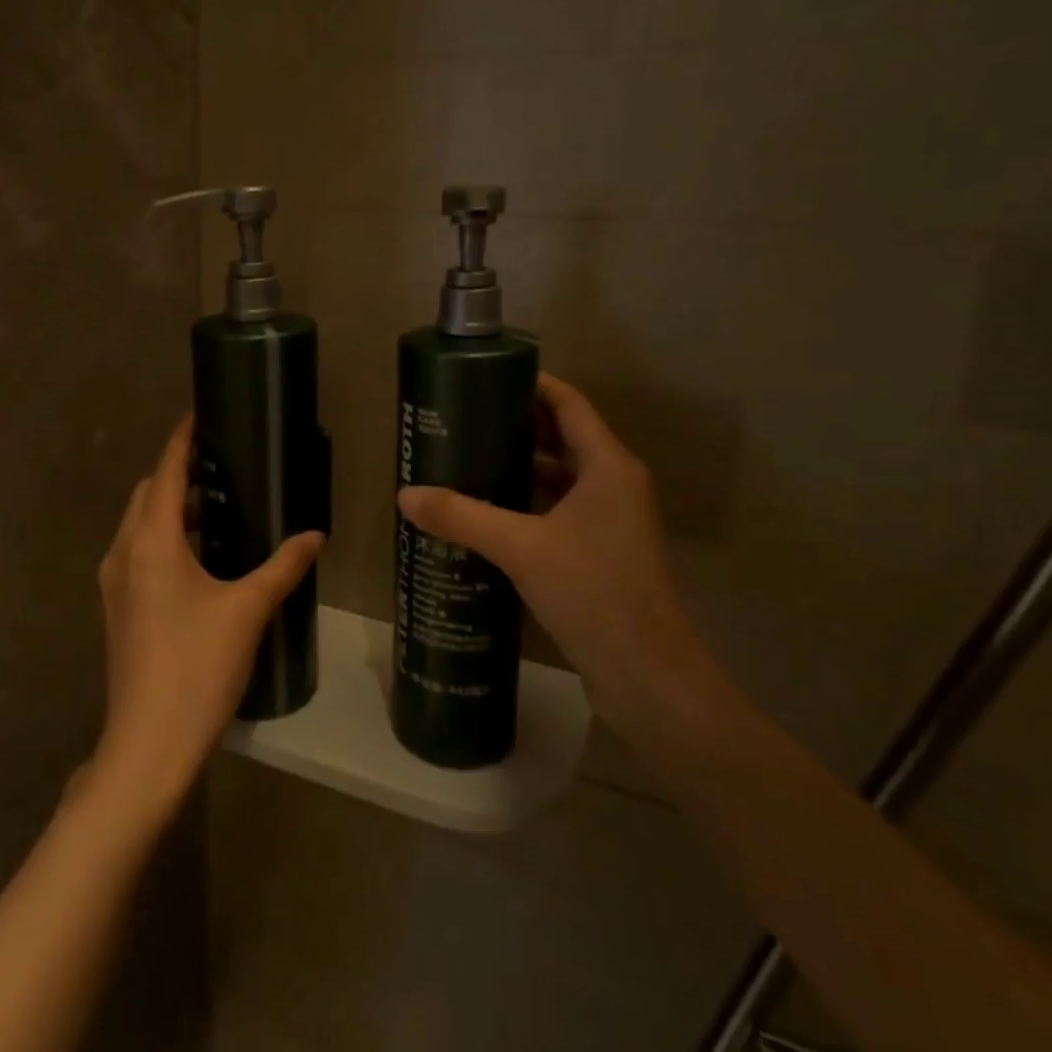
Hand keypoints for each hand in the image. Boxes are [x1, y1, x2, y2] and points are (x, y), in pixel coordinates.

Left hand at [92, 416, 323, 820]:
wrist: (148, 744)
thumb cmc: (198, 668)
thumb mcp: (248, 611)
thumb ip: (283, 566)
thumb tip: (315, 536)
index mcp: (152, 543)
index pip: (166, 473)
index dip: (182, 441)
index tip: (201, 416)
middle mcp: (124, 553)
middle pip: (148, 494)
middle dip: (178, 473)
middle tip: (221, 464)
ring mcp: (115, 583)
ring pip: (140, 525)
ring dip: (172, 508)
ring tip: (218, 506)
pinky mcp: (117, 608)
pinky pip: (138, 552)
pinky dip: (164, 538)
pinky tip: (200, 557)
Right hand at [396, 373, 701, 719]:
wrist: (646, 675)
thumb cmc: (593, 592)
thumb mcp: (521, 548)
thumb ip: (462, 517)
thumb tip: (405, 495)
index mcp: (608, 466)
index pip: (568, 403)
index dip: (532, 384)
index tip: (485, 377)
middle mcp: (615, 484)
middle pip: (563, 436)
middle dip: (516, 425)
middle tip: (463, 420)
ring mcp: (612, 520)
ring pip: (561, 477)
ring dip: (520, 467)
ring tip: (468, 460)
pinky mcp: (603, 552)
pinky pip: (560, 510)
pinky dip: (528, 503)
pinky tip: (488, 513)